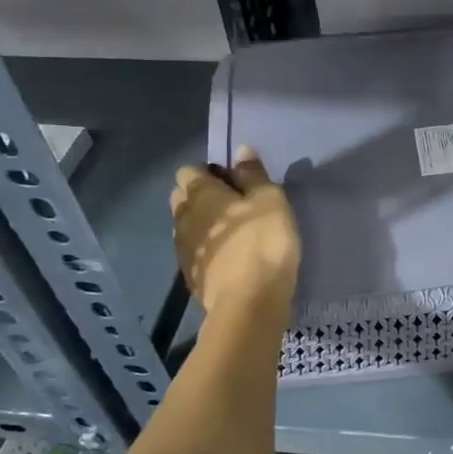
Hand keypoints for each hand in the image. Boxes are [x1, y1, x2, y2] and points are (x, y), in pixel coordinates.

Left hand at [170, 146, 299, 314]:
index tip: (233, 182)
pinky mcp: (190, 276)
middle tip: (234, 206)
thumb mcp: (270, 201)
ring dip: (204, 225)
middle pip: (182, 198)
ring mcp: (183, 249)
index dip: (209, 173)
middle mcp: (183, 217)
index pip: (188, 171)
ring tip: (233, 234)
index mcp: (199, 193)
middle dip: (201, 197)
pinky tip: (229, 258)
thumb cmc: (263, 242)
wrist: (248, 303)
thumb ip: (254, 175)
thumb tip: (241, 150)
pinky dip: (208, 250)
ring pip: (187, 227)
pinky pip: (195, 252)